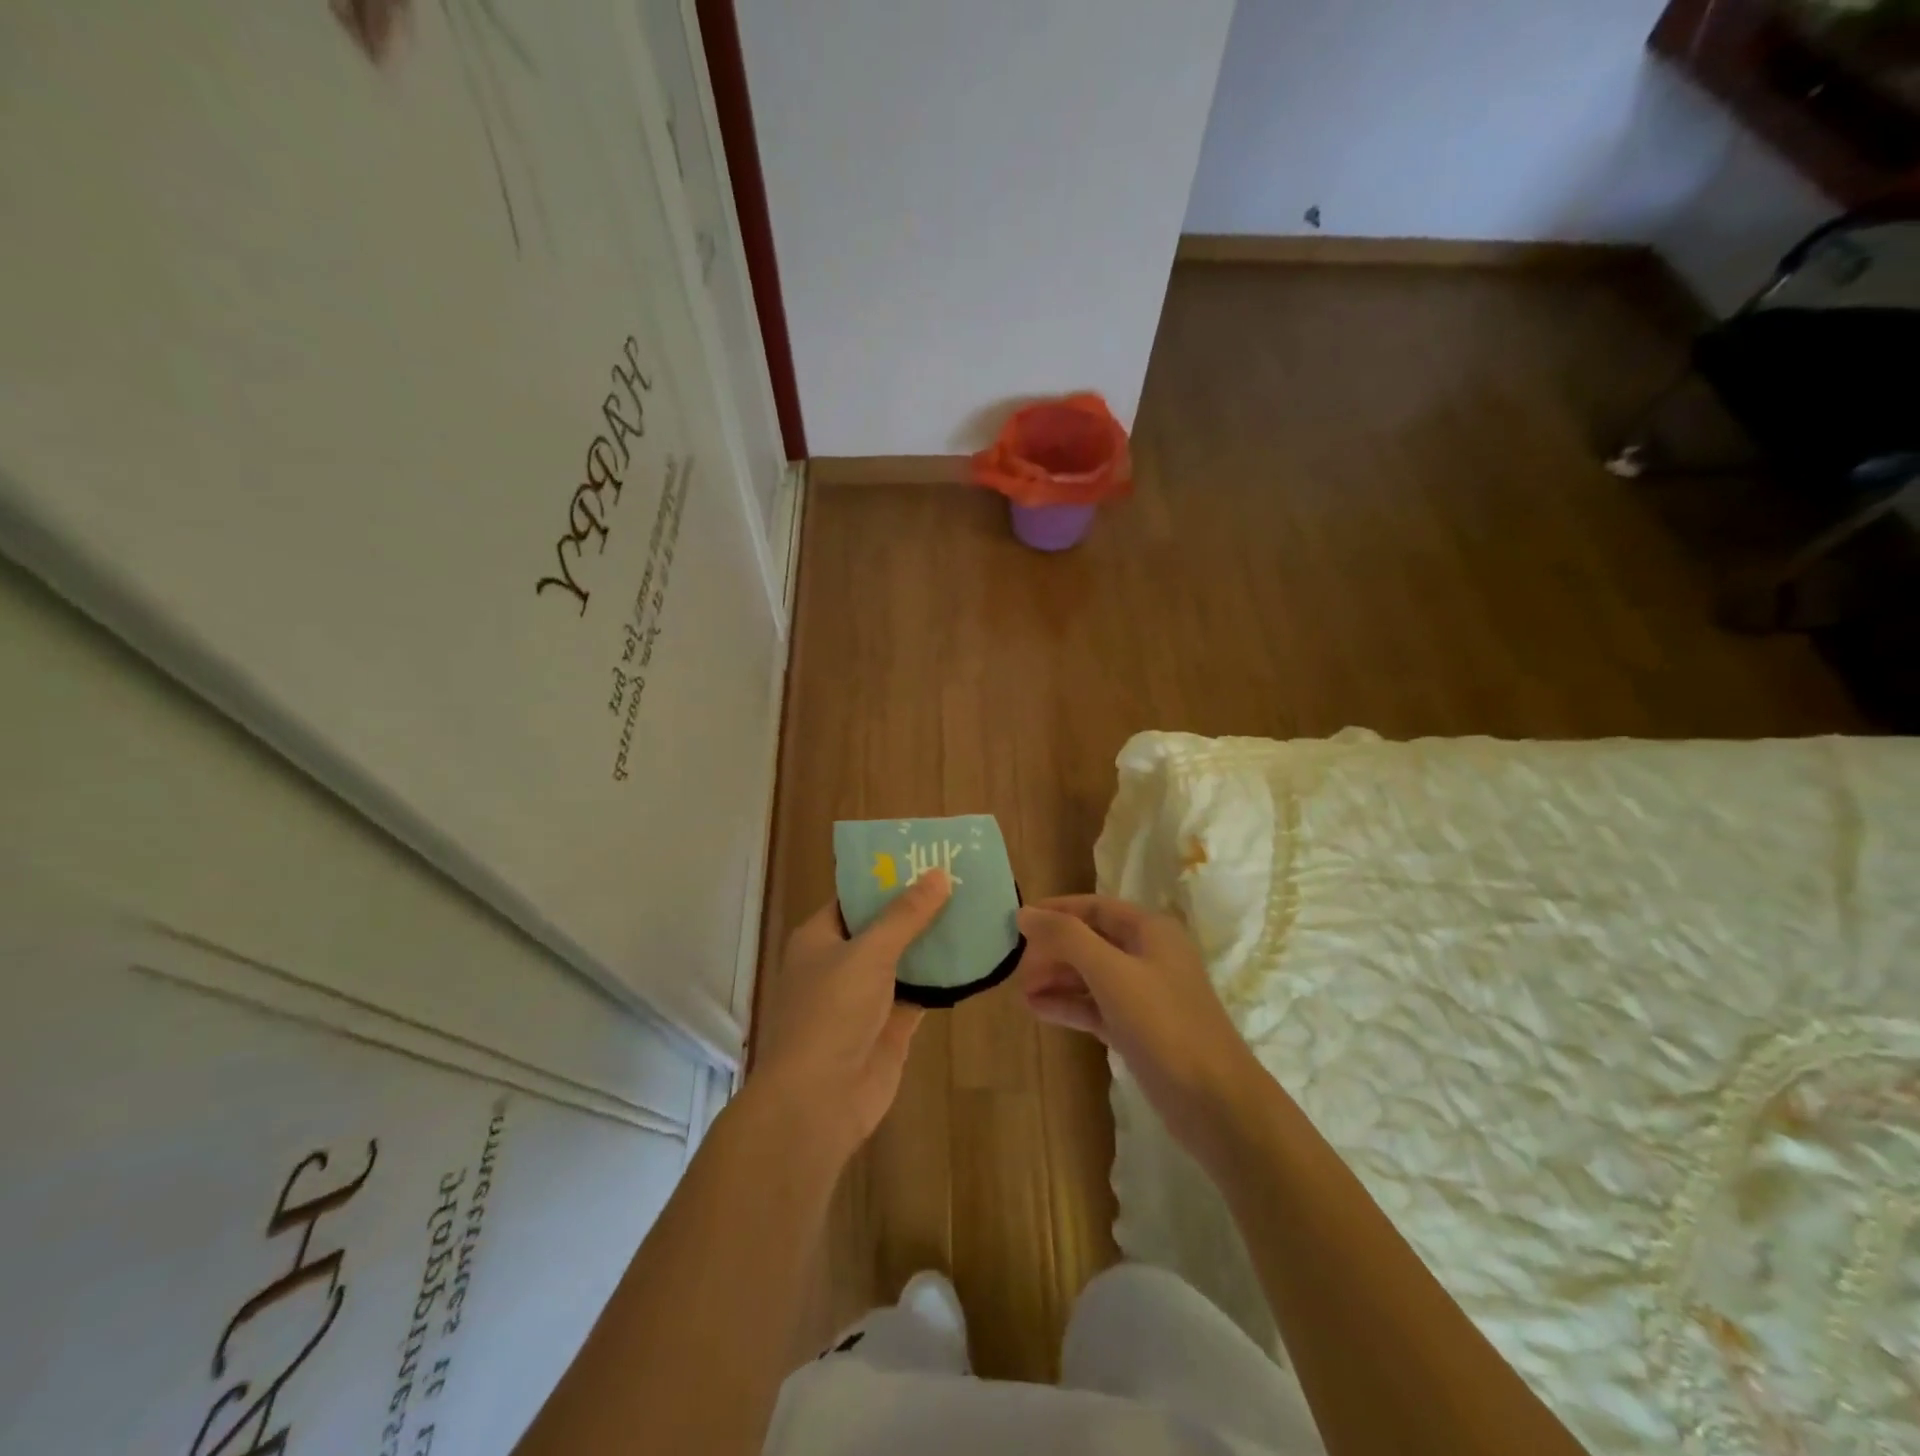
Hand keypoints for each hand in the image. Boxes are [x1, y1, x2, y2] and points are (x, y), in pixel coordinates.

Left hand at [752, 870, 951, 1161]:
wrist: (818, 1102)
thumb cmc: (831, 1014)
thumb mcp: (868, 953)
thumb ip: (905, 915)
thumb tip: (938, 874)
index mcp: (821, 937)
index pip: (856, 895)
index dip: (888, 875)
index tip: (926, 856)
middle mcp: (842, 961)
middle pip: (884, 925)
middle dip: (919, 906)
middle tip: (963, 879)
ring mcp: (867, 995)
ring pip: (906, 957)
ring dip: (935, 939)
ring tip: (976, 908)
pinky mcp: (891, 1024)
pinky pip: (921, 990)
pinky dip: (944, 976)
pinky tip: (975, 956)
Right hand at [1017, 895, 1267, 1160]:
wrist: (1215, 1102)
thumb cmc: (1164, 1024)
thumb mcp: (1111, 973)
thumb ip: (1066, 938)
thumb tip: (1026, 913)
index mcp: (1150, 930)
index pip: (1094, 907)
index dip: (1056, 910)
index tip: (1017, 922)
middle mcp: (1148, 955)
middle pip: (1090, 940)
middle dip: (1053, 950)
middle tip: (1016, 967)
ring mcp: (1144, 994)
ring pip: (1091, 975)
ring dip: (1056, 979)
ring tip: (1020, 991)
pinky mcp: (1139, 1029)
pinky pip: (1096, 1006)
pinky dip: (1069, 1005)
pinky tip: (1038, 1010)